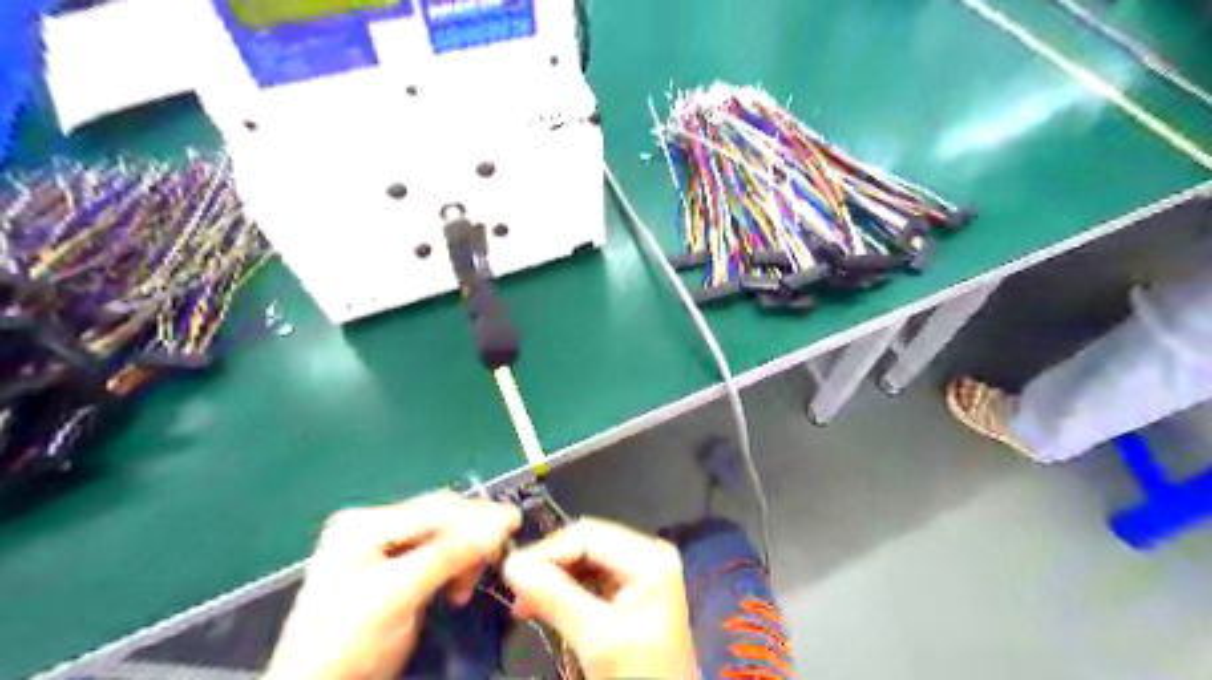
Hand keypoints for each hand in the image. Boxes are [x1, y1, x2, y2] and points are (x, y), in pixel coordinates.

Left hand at [264, 493, 519, 678]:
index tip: (516, 522)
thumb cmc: (347, 646)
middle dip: (472, 537)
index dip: (479, 515)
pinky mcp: (388, 568)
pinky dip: (455, 565)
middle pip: (440, 517)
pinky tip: (456, 585)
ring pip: (443, 534)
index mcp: (364, 523)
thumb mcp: (397, 598)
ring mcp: (378, 546)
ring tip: (466, 587)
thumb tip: (503, 521)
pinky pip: (436, 553)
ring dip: (465, 554)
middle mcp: (371, 525)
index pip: (436, 508)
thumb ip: (449, 555)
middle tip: (493, 564)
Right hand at [503, 518, 696, 676]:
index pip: (588, 534)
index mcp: (648, 557)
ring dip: (553, 578)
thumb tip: (511, 564)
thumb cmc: (638, 676)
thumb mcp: (597, 638)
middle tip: (514, 589)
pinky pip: (590, 578)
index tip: (510, 571)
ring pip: (584, 560)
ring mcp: (639, 572)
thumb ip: (555, 597)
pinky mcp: (630, 592)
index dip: (547, 549)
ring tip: (523, 603)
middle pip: (586, 543)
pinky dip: (565, 590)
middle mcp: (646, 554)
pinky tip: (543, 605)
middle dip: (549, 564)